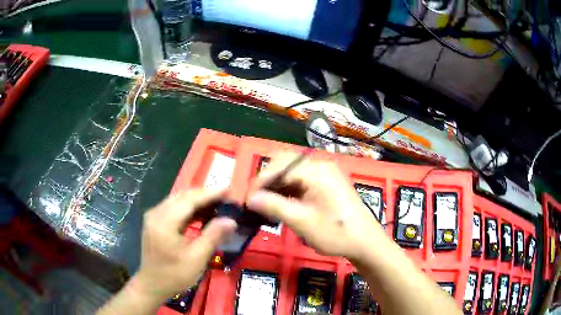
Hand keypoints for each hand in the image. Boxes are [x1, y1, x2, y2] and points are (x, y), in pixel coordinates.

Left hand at [133, 189, 236, 300]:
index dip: (210, 193)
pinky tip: (201, 214)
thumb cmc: (174, 275)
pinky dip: (189, 208)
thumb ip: (213, 236)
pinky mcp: (154, 221)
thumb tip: (231, 220)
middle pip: (183, 196)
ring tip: (217, 205)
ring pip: (178, 200)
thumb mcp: (197, 258)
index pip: (190, 200)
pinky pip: (173, 208)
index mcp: (164, 221)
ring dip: (197, 201)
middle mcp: (156, 213)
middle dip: (205, 195)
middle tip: (225, 198)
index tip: (229, 189)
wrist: (152, 284)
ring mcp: (153, 216)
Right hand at [246, 152, 383, 260]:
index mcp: (316, 170)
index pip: (279, 166)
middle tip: (256, 202)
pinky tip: (282, 204)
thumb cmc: (335, 233)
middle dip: (267, 181)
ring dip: (277, 186)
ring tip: (265, 206)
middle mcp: (320, 165)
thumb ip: (274, 206)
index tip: (248, 200)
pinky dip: (288, 190)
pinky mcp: (326, 183)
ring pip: (292, 172)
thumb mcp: (301, 221)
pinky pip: (301, 180)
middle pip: (285, 164)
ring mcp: (324, 173)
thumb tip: (250, 198)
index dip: (260, 181)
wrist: (365, 242)